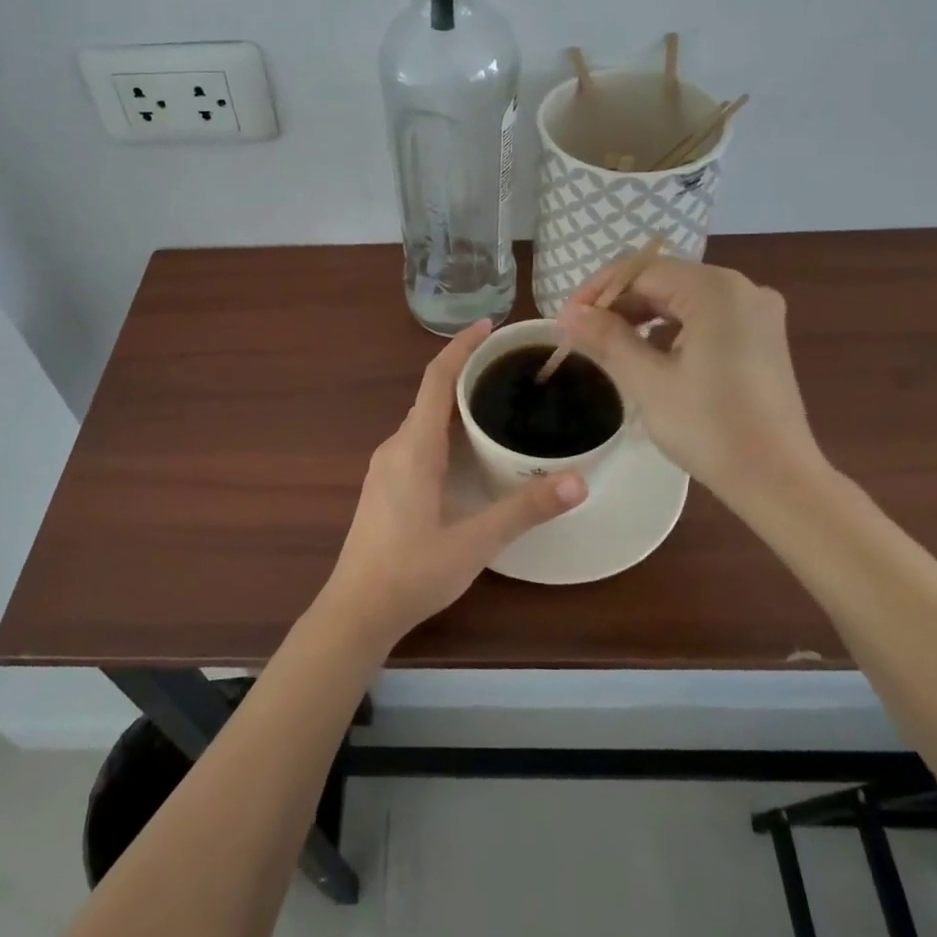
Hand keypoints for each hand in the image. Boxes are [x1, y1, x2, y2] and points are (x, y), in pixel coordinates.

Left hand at [320, 321, 587, 650]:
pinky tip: (470, 447)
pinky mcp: (386, 485)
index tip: (489, 326)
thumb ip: (526, 509)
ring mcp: (386, 467)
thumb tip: (580, 480)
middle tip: (510, 365)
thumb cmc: (413, 571)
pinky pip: (418, 439)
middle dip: (466, 371)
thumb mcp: (476, 541)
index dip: (461, 347)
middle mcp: (396, 447)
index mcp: (414, 447)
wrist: (356, 610)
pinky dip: (445, 427)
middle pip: (431, 394)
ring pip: (424, 419)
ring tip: (497, 398)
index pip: (436, 379)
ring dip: (455, 401)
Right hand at [555, 257, 825, 495]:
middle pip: (665, 280)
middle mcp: (742, 288)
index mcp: (716, 290)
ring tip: (607, 343)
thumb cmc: (709, 428)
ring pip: (684, 298)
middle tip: (582, 333)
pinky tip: (648, 351)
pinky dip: (672, 327)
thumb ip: (607, 339)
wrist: (777, 479)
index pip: (642, 271)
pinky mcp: (762, 337)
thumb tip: (570, 314)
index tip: (567, 320)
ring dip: (643, 315)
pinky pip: (706, 316)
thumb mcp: (648, 382)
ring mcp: (757, 312)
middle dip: (620, 303)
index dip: (599, 291)